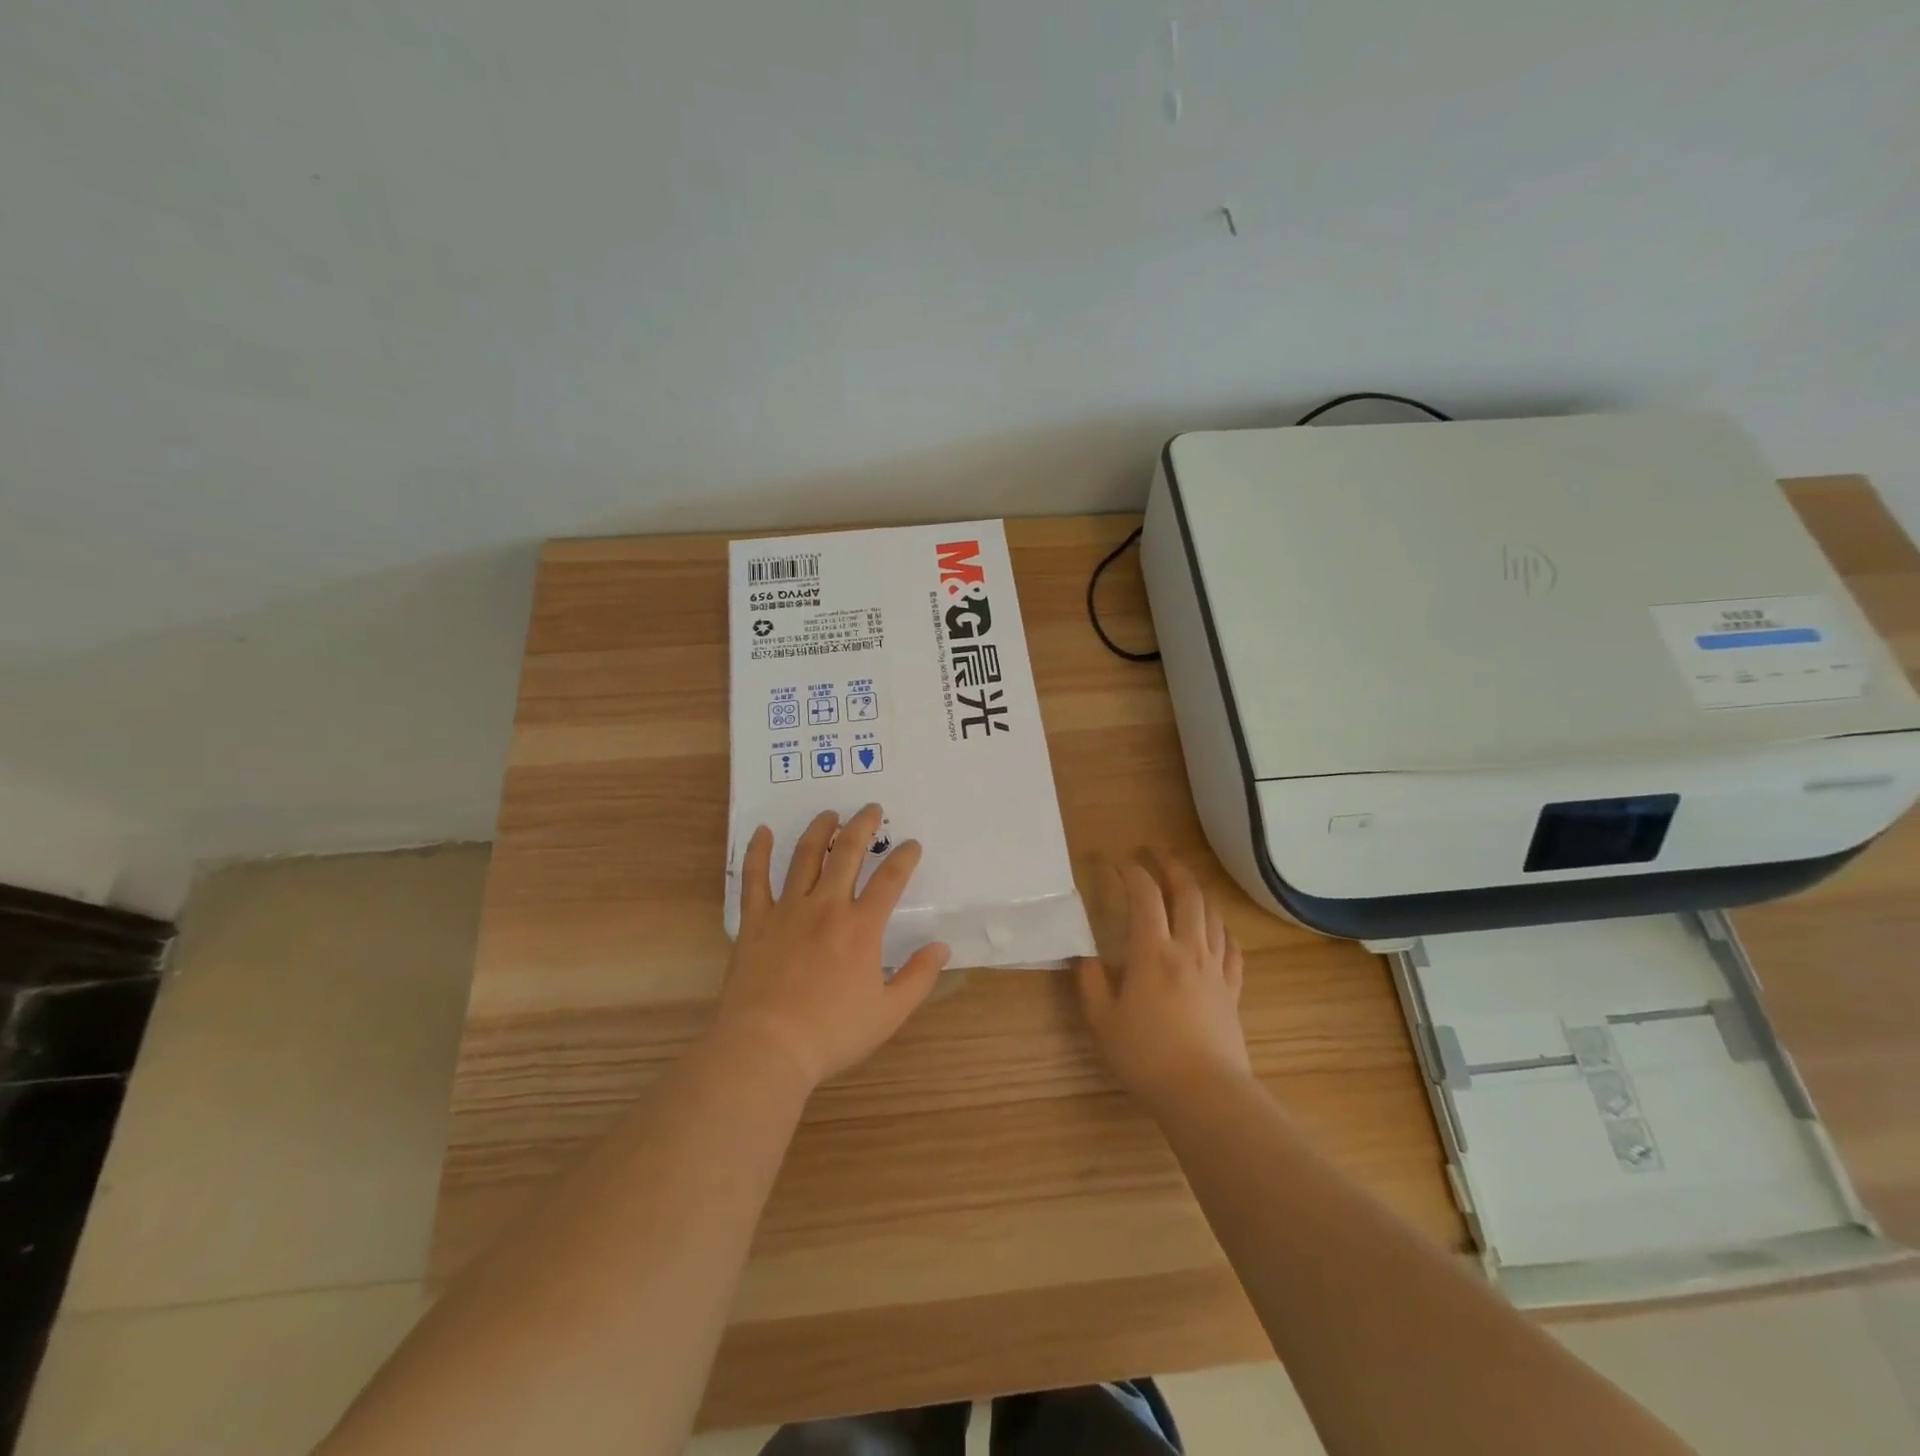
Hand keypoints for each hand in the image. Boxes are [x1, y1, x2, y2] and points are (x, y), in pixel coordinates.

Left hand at [717, 803, 950, 1091]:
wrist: (767, 1047)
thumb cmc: (832, 1033)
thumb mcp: (888, 1013)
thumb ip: (918, 977)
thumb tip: (941, 947)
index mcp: (861, 927)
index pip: (890, 879)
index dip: (904, 857)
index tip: (912, 844)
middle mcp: (826, 907)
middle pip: (847, 853)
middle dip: (863, 826)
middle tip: (871, 809)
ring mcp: (788, 910)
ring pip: (805, 856)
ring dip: (820, 830)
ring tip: (830, 814)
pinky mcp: (756, 921)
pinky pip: (755, 878)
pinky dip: (758, 852)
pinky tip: (763, 832)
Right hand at [1076, 851, 1249, 1112]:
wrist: (1204, 1094)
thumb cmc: (1146, 1056)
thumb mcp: (1103, 1021)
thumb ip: (1091, 983)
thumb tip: (1085, 956)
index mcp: (1153, 952)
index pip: (1145, 896)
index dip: (1133, 873)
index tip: (1120, 863)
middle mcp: (1188, 949)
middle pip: (1187, 893)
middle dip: (1171, 866)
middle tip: (1157, 854)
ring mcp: (1215, 968)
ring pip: (1213, 915)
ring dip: (1197, 891)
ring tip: (1183, 883)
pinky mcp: (1232, 990)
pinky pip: (1232, 948)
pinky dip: (1222, 929)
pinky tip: (1215, 929)